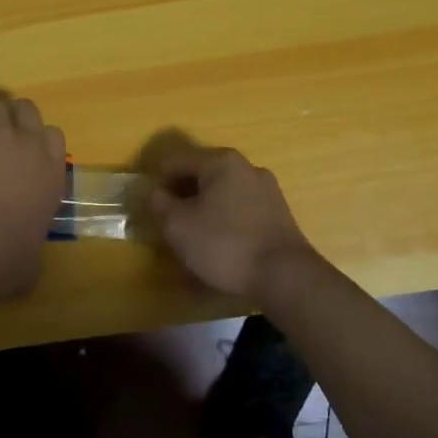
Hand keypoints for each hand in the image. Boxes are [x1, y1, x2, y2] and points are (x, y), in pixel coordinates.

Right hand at [144, 147, 313, 299]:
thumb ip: (158, 203)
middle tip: (171, 230)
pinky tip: (221, 250)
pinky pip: (239, 212)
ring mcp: (266, 190)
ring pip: (221, 196)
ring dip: (203, 213)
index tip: (152, 214)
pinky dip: (224, 225)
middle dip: (181, 200)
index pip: (174, 163)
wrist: (285, 276)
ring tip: (195, 244)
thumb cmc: (224, 244)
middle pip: (200, 178)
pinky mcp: (278, 214)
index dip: (157, 186)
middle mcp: (246, 167)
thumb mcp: (177, 225)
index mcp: (220, 162)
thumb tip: (155, 193)